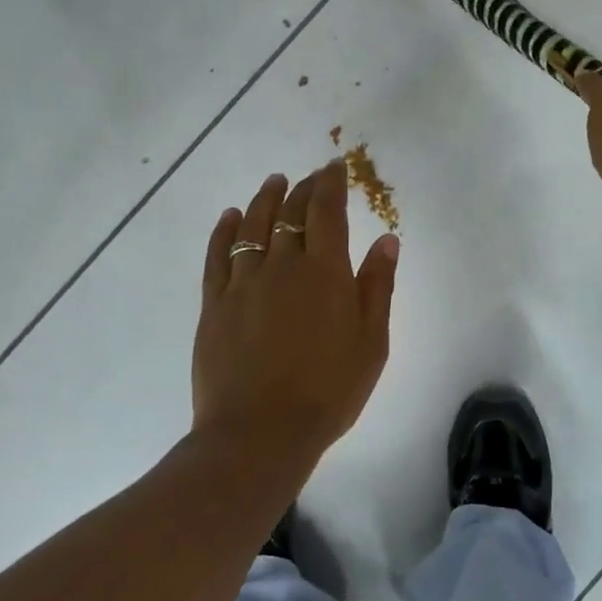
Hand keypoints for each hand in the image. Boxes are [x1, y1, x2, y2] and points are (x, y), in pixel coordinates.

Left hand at [192, 162, 399, 464]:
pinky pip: (217, 255)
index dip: (330, 184)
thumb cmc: (329, 390)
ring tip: (274, 182)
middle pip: (290, 213)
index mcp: (325, 272)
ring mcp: (243, 283)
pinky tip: (231, 217)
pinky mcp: (214, 304)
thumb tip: (387, 239)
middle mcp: (282, 265)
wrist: (260, 433)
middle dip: (303, 188)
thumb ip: (377, 286)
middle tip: (310, 177)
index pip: (326, 211)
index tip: (335, 167)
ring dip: (266, 199)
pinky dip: (225, 230)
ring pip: (252, 226)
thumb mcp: (371, 341)